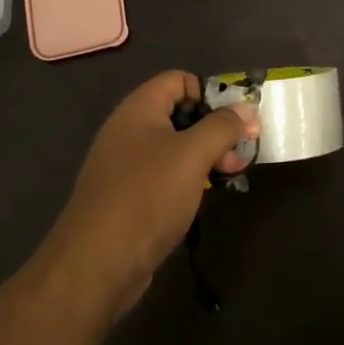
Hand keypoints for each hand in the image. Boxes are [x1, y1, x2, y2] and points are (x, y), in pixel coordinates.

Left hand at [38, 72, 259, 319]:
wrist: (96, 264)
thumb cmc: (147, 197)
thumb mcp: (193, 156)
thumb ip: (222, 127)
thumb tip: (247, 107)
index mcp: (139, 109)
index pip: (179, 80)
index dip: (209, 93)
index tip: (235, 120)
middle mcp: (129, 130)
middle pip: (179, 112)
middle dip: (214, 128)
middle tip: (239, 154)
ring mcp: (125, 164)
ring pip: (174, 146)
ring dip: (205, 155)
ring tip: (229, 176)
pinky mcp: (127, 196)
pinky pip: (163, 174)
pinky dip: (187, 178)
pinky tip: (203, 197)